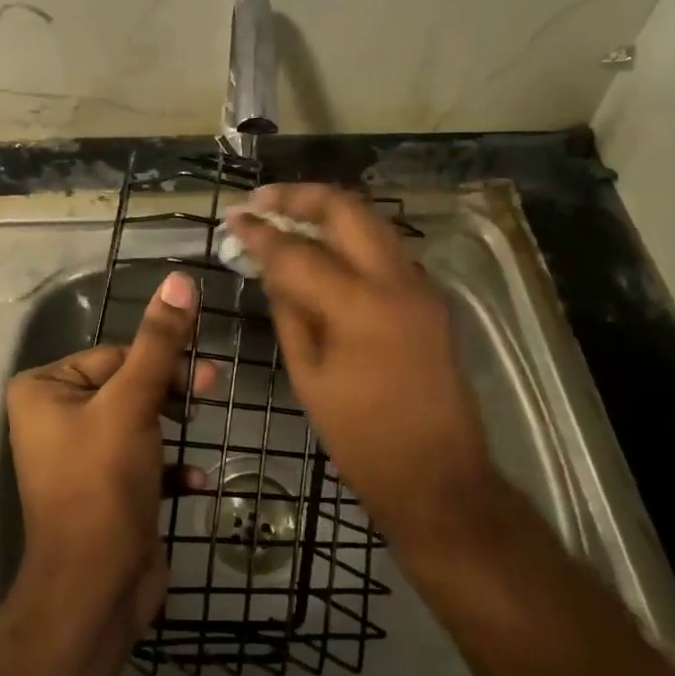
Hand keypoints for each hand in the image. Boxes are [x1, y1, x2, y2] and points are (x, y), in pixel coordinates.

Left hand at [5, 270, 209, 632]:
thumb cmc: (103, 484)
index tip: (204, 376)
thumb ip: (159, 342)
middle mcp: (54, 416)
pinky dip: (167, 466)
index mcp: (44, 389)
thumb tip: (180, 279)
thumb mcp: (133, 404)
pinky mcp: (103, 488)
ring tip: (202, 431)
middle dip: (170, 392)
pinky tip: (194, 481)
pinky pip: (140, 459)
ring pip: (138, 420)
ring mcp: (78, 455)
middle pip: (127, 384)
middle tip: (211, 392)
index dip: (160, 364)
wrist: (95, 591)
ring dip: (172, 427)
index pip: (115, 356)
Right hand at [228, 185, 511, 555]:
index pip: (299, 252)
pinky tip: (323, 245)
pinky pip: (385, 247)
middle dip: (300, 197)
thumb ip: (290, 312)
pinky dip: (351, 235)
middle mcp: (397, 281)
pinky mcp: (429, 296)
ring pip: (371, 220)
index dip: (261, 232)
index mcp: (360, 307)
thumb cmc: (363, 439)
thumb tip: (272, 269)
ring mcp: (420, 285)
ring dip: (327, 211)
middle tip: (262, 201)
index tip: (234, 217)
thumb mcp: (309, 377)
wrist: (440, 478)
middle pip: (346, 210)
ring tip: (286, 213)